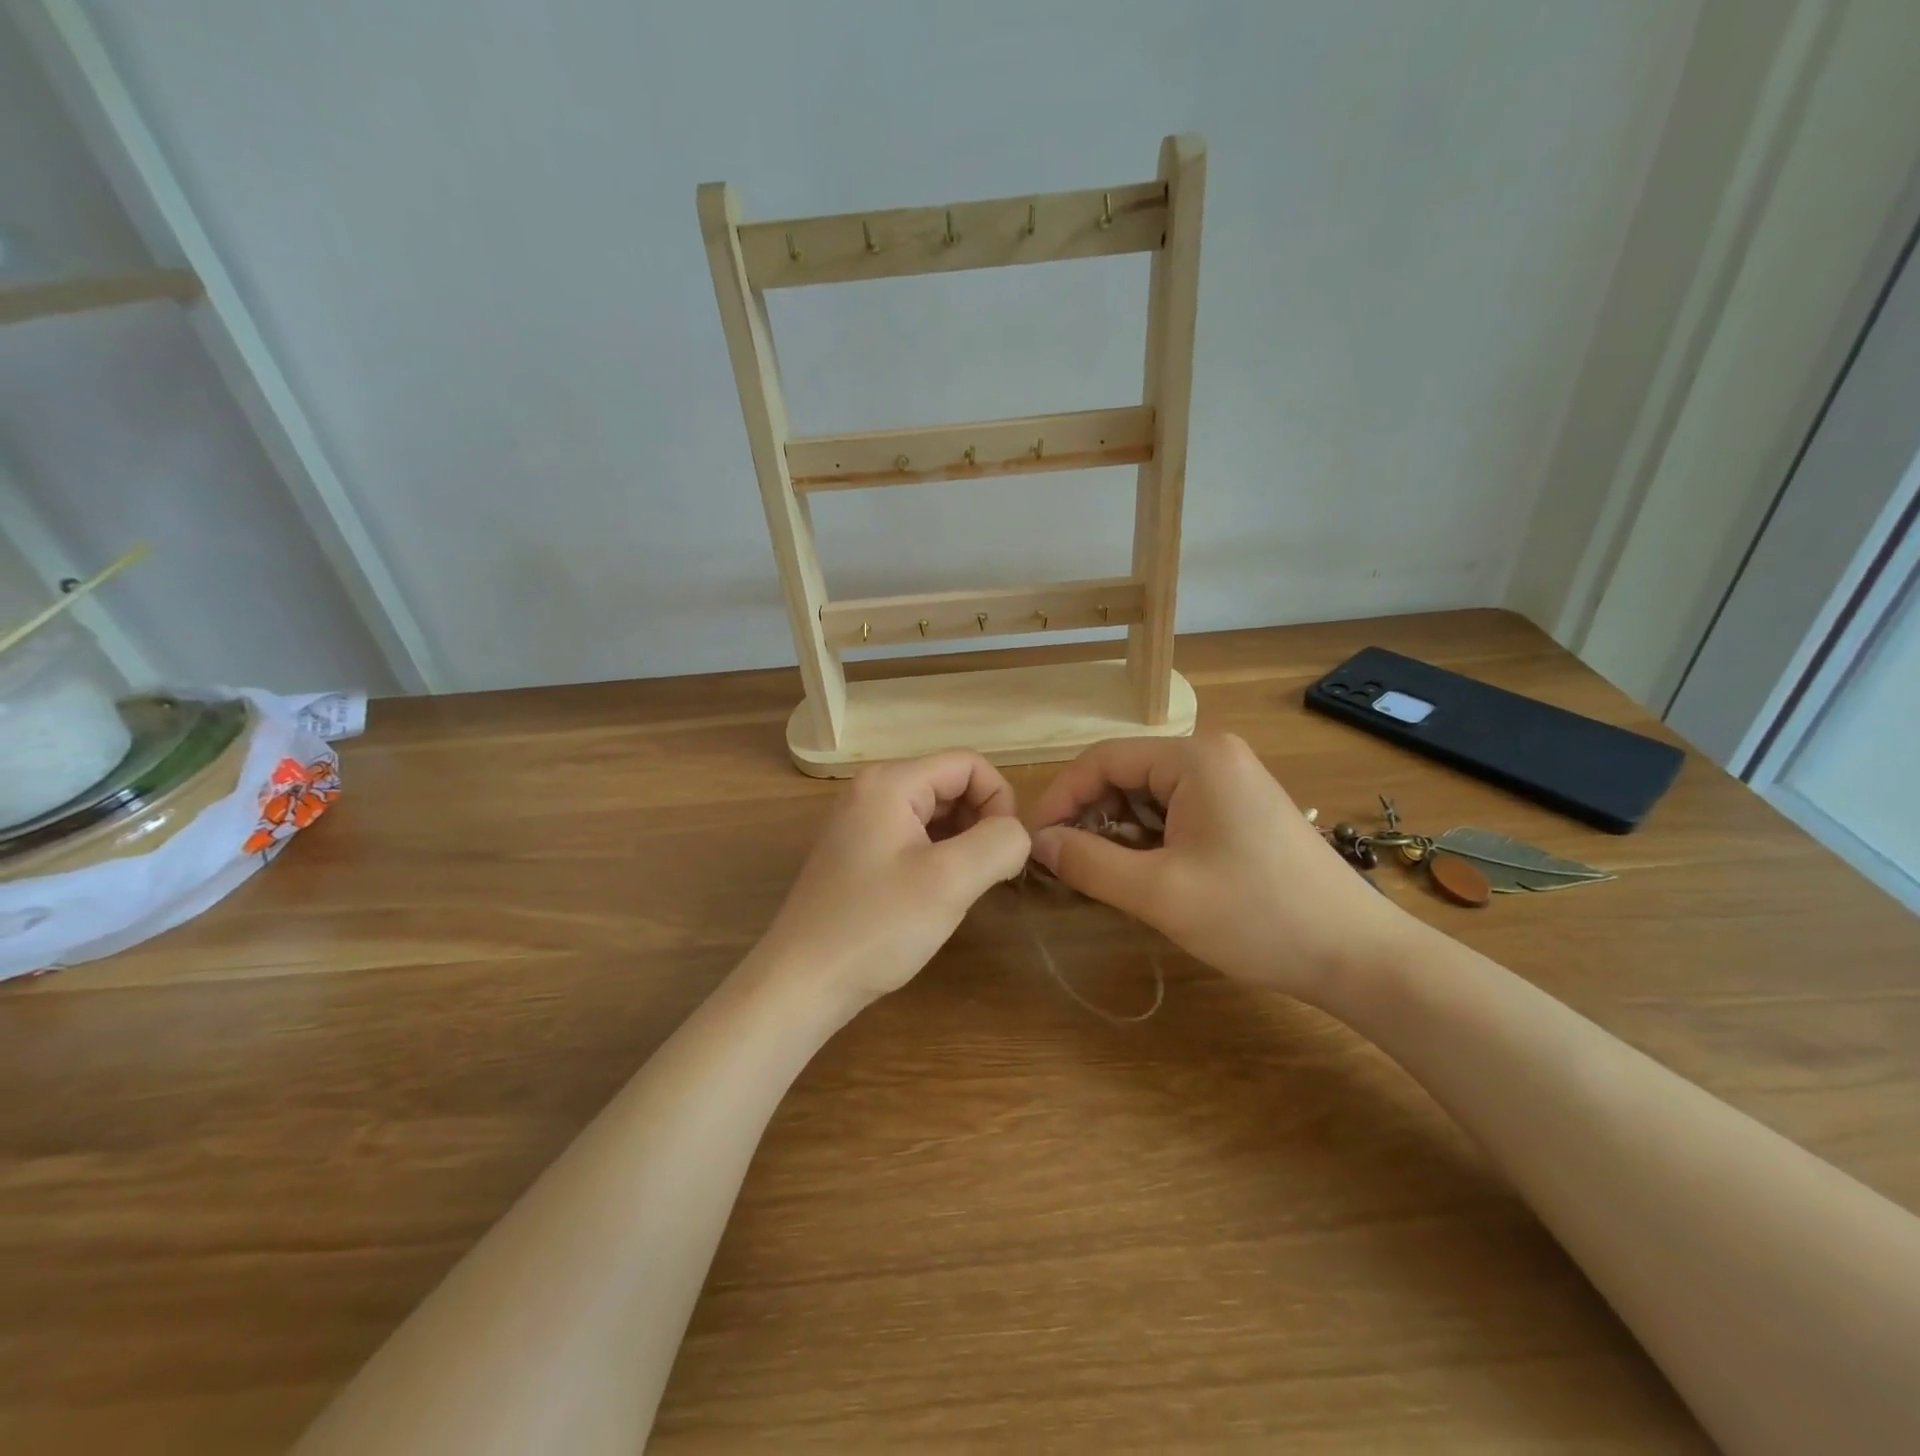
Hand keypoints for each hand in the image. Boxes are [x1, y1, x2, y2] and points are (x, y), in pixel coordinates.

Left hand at [757, 751, 1031, 1011]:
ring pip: (935, 814)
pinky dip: (938, 857)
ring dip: (962, 843)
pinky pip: (914, 837)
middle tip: (987, 875)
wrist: (801, 983)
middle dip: (981, 823)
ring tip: (964, 888)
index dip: (1000, 802)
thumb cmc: (876, 926)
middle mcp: (872, 790)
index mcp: (890, 781)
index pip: (969, 764)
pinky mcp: (858, 853)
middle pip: (951, 785)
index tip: (1005, 854)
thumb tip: (1016, 834)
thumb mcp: (951, 881)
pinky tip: (938, 894)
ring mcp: (861, 822)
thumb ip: (999, 843)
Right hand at [1027, 734, 1410, 1001]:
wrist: (1357, 955)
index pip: (1102, 760)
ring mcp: (1231, 781)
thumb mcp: (1160, 892)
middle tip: (1068, 865)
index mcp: (1193, 757)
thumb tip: (1038, 844)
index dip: (1061, 798)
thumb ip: (1090, 862)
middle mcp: (1212, 756)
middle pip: (1125, 774)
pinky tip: (1144, 873)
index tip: (1037, 843)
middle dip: (1090, 816)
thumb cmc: (1256, 915)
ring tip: (1104, 874)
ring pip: (1148, 795)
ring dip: (1118, 830)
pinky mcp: (1242, 809)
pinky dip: (1149, 838)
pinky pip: (1176, 811)